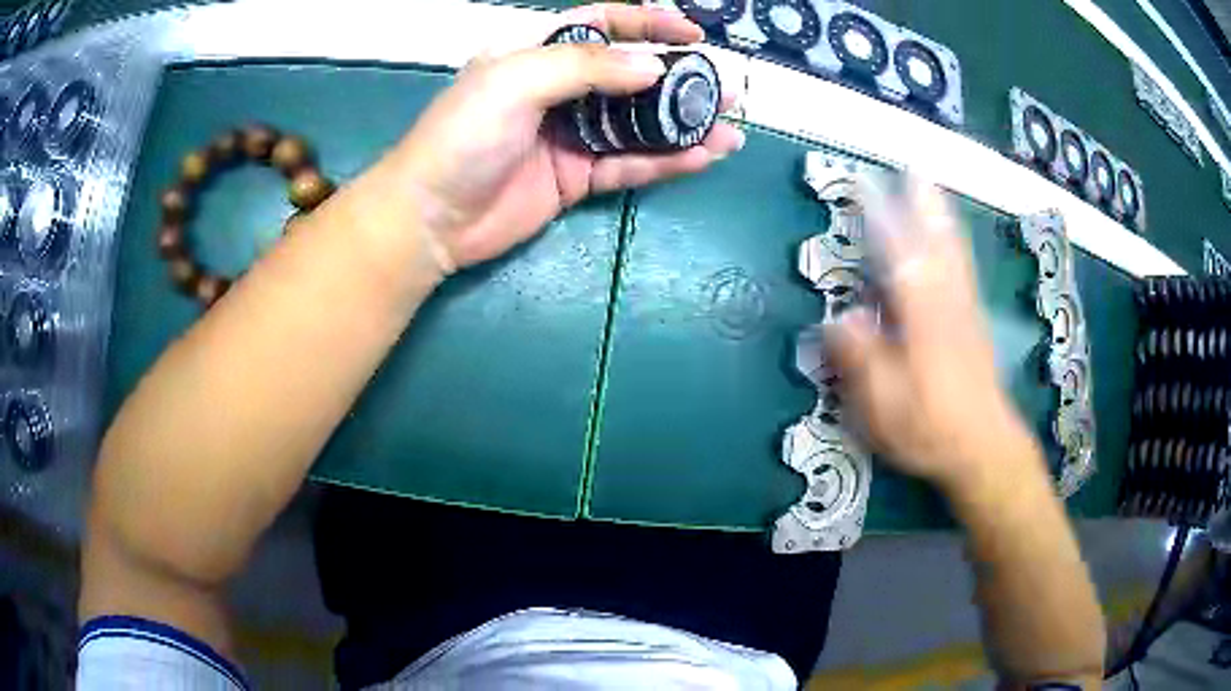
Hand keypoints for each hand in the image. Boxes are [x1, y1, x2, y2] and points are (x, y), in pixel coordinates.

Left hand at [388, 3, 743, 270]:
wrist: (432, 217)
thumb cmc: (464, 134)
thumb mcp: (517, 80)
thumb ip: (587, 66)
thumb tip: (654, 67)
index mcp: (536, 51)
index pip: (601, 24)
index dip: (647, 24)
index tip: (693, 32)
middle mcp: (558, 87)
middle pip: (629, 74)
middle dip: (679, 78)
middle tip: (725, 88)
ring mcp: (570, 134)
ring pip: (637, 123)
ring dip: (684, 124)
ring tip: (730, 127)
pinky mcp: (577, 176)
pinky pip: (630, 163)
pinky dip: (667, 160)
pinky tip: (704, 156)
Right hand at [825, 179, 1040, 491]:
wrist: (984, 448)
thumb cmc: (930, 429)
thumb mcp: (885, 407)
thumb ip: (863, 360)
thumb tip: (838, 318)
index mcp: (922, 318)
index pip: (897, 256)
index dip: (880, 218)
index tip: (862, 183)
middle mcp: (946, 302)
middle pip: (934, 241)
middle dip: (921, 202)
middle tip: (912, 166)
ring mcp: (965, 309)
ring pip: (952, 250)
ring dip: (940, 214)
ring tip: (931, 185)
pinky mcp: (974, 321)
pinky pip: (963, 268)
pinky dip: (954, 242)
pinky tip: (950, 238)